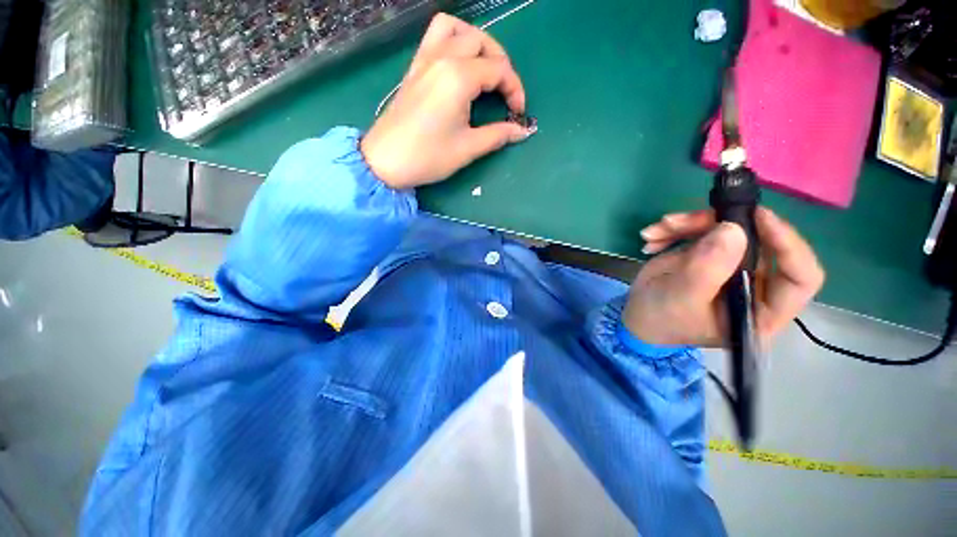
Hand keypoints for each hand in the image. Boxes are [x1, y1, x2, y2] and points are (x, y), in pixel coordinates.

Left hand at [361, 13, 533, 188]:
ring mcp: (425, 59)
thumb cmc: (428, 157)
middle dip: (501, 64)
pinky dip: (454, 40)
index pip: (499, 69)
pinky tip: (459, 64)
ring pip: (457, 29)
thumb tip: (522, 131)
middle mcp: (442, 58)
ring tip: (485, 69)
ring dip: (477, 43)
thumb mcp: (468, 148)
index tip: (518, 113)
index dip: (515, 89)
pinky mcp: (415, 68)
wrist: (386, 161)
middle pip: (482, 42)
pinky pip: (436, 36)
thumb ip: (498, 135)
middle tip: (505, 92)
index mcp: (458, 77)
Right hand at [623, 207, 824, 347]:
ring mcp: (731, 266)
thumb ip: (707, 270)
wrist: (637, 315)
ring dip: (687, 224)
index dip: (788, 244)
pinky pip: (701, 229)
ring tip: (654, 232)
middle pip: (757, 241)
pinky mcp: (709, 253)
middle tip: (677, 222)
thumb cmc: (661, 319)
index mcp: (761, 310)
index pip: (800, 277)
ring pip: (726, 229)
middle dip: (716, 225)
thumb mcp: (681, 299)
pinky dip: (674, 229)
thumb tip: (734, 229)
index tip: (758, 217)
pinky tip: (652, 238)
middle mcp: (754, 284)